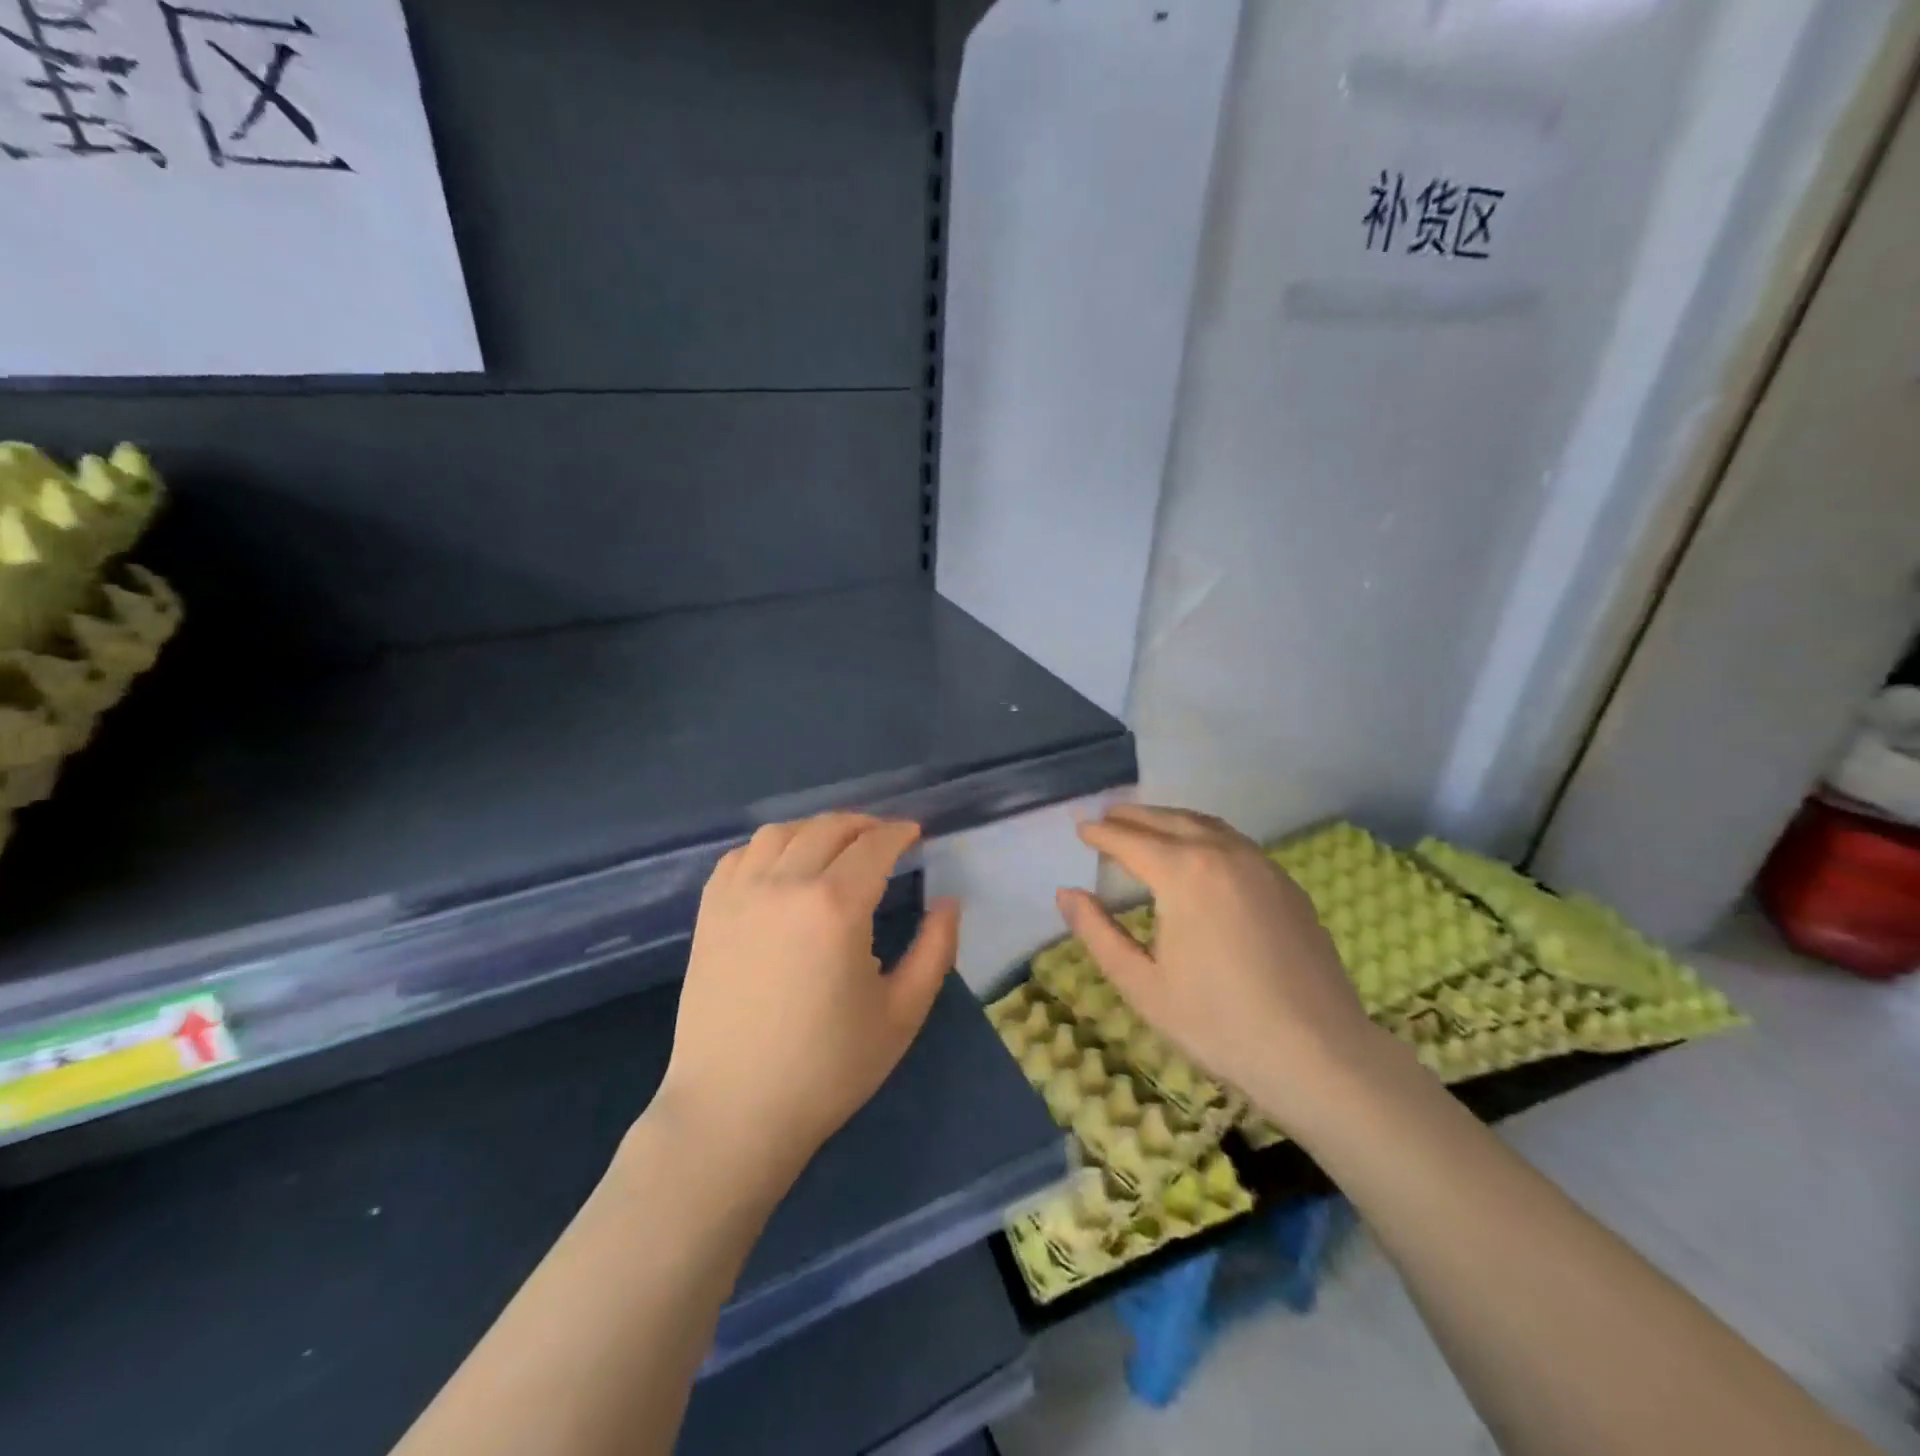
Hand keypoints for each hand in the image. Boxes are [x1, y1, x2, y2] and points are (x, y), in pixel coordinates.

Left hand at [654, 813, 959, 1182]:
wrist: (734, 1112)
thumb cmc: (827, 1069)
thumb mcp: (902, 1014)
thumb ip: (935, 950)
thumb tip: (948, 902)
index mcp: (836, 906)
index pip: (874, 845)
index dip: (900, 832)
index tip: (915, 834)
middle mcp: (785, 885)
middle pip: (829, 829)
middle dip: (864, 825)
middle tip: (884, 838)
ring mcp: (739, 895)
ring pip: (781, 832)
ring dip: (817, 829)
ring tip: (836, 846)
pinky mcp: (709, 912)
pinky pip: (741, 855)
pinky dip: (770, 847)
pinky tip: (783, 865)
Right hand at [1055, 805, 1382, 1133]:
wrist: (1319, 1053)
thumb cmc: (1218, 1023)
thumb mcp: (1142, 985)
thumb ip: (1098, 933)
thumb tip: (1067, 893)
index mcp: (1183, 873)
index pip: (1130, 840)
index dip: (1101, 833)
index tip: (1080, 828)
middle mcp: (1223, 853)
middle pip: (1167, 820)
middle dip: (1132, 816)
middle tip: (1106, 816)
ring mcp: (1261, 865)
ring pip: (1205, 824)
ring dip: (1169, 819)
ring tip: (1146, 825)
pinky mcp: (1286, 883)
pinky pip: (1234, 842)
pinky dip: (1204, 834)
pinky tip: (1198, 852)